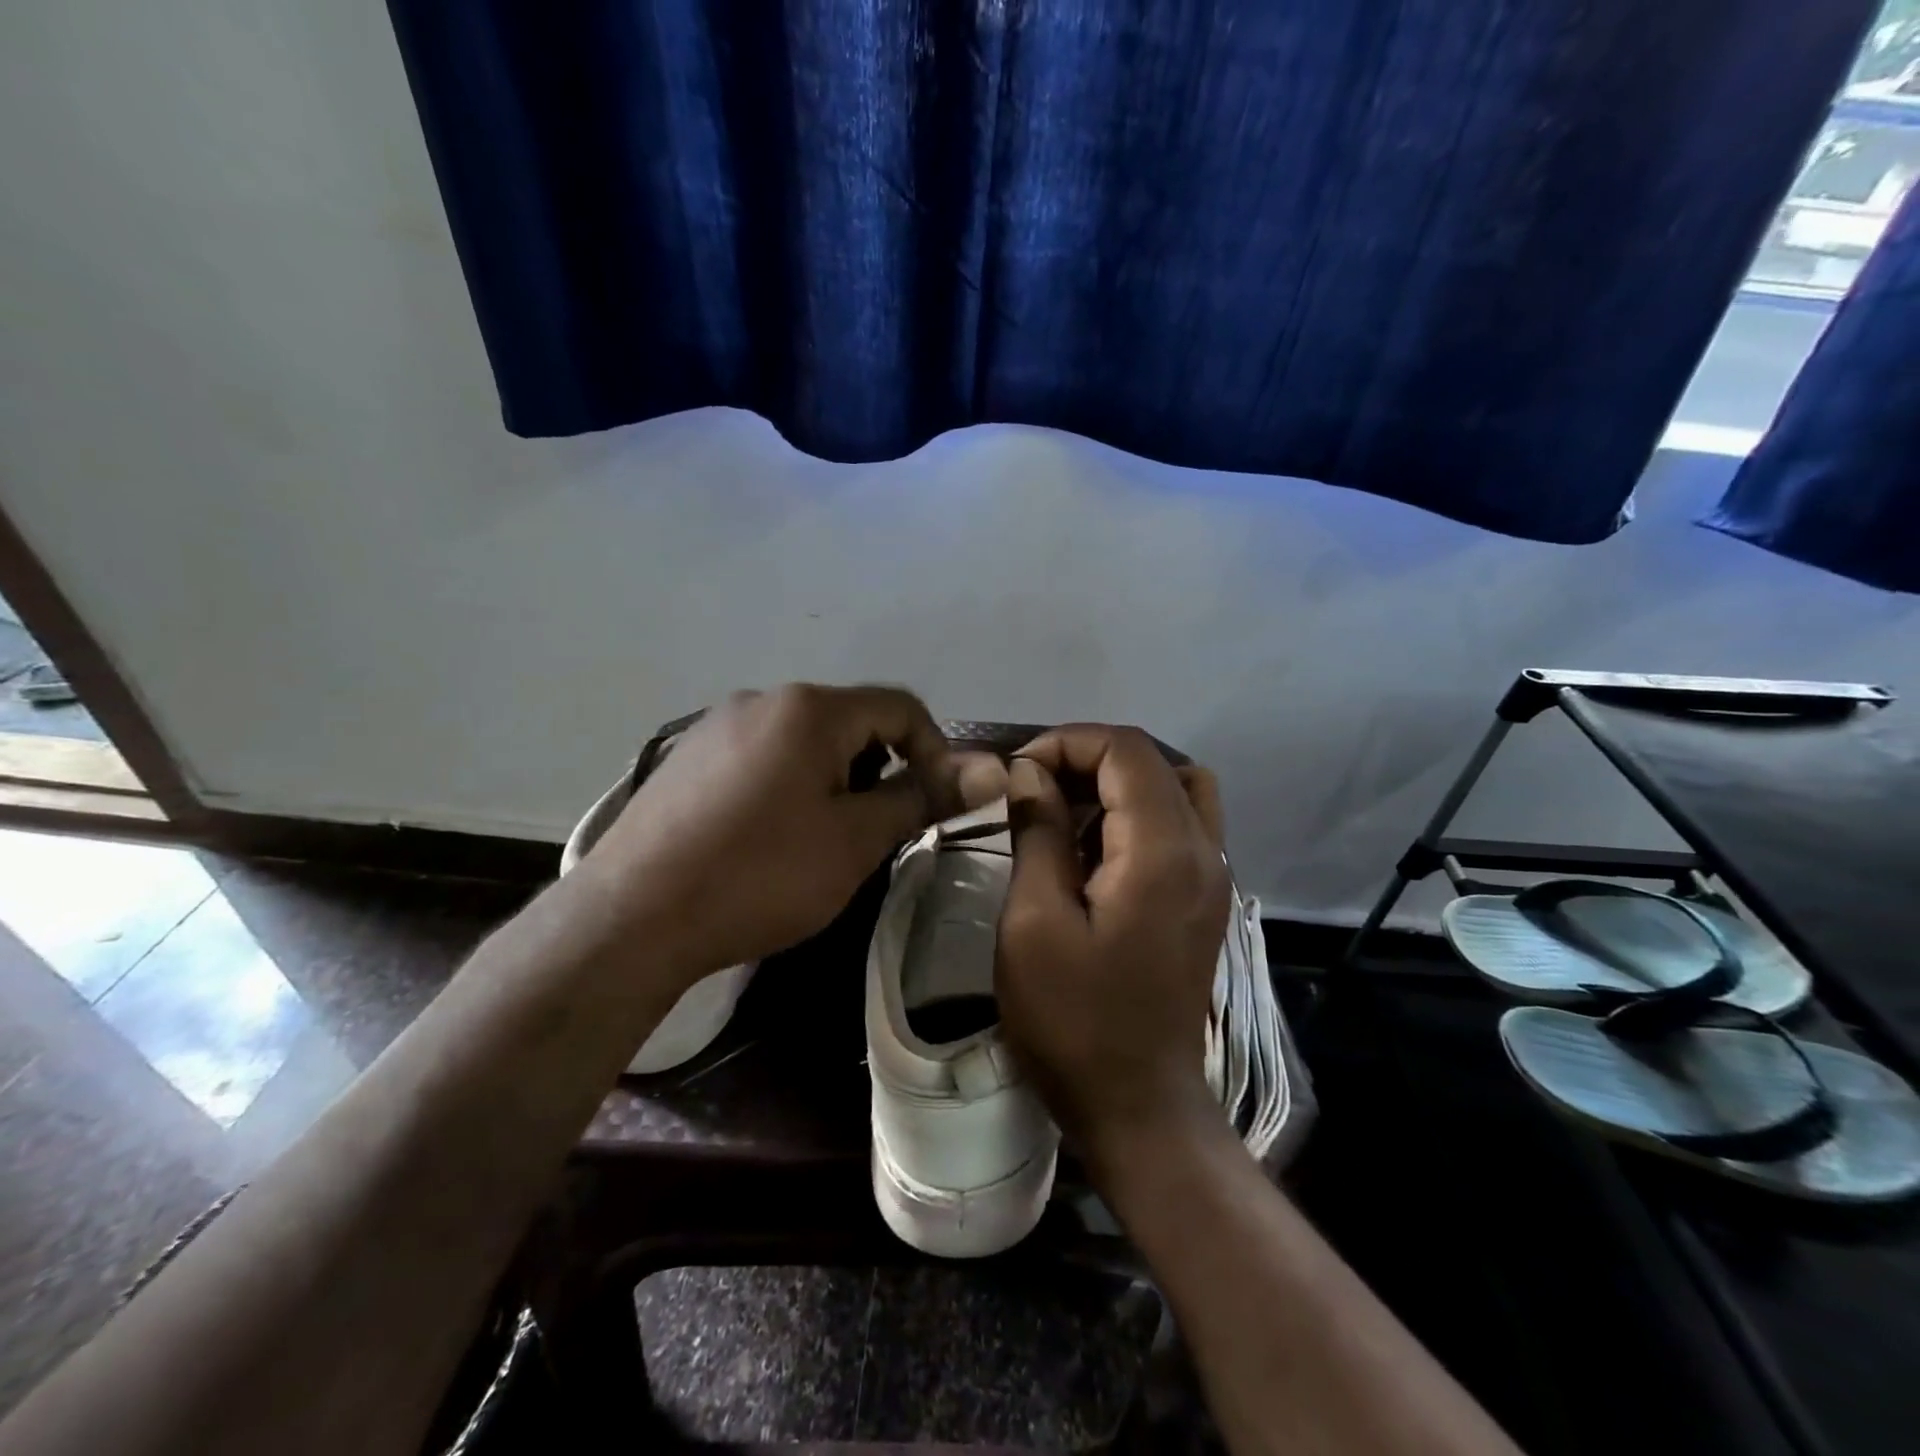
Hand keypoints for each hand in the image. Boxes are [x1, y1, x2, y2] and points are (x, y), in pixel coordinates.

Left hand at [585, 684, 961, 978]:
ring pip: (804, 742)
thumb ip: (923, 798)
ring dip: (833, 781)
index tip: (934, 806)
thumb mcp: (855, 840)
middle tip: (873, 833)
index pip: (901, 707)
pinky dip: (788, 787)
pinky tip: (766, 840)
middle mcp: (762, 699)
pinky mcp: (686, 758)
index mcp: (809, 708)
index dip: (935, 752)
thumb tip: (993, 770)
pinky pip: (761, 758)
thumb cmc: (761, 875)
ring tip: (819, 842)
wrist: (631, 918)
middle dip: (878, 771)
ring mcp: (716, 726)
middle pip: (850, 723)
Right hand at [994, 725, 1231, 1168]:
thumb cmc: (1075, 1021)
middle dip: (1090, 758)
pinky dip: (1134, 815)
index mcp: (1163, 851)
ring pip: (1176, 789)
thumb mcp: (1034, 923)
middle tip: (1037, 788)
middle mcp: (1204, 851)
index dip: (1067, 743)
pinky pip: (1178, 826)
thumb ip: (1038, 833)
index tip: (1018, 774)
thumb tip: (1031, 773)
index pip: (1126, 750)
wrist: (1138, 1107)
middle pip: (1156, 761)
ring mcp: (1212, 877)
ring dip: (1117, 784)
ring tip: (1063, 813)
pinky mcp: (1205, 900)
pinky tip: (1090, 852)